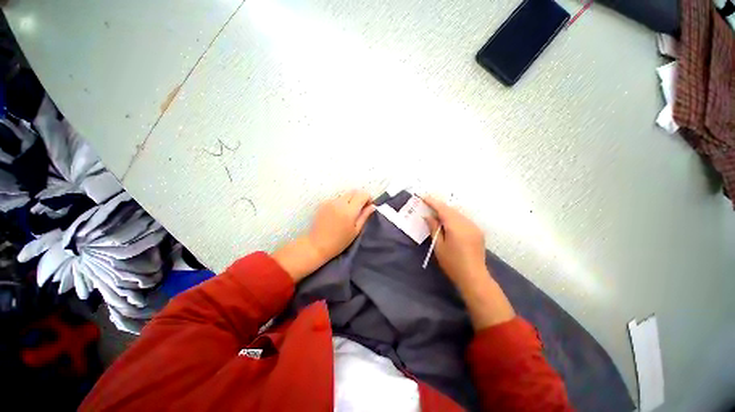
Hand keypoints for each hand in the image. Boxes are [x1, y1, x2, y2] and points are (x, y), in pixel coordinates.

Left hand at [307, 190, 374, 261]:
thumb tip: (373, 206)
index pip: (362, 194)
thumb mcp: (356, 230)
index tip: (368, 206)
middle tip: (360, 209)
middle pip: (354, 191)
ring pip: (345, 195)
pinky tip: (339, 214)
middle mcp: (339, 202)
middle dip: (360, 197)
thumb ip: (365, 216)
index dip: (368, 198)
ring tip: (348, 213)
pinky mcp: (323, 203)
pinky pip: (337, 199)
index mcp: (349, 210)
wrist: (317, 245)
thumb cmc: (339, 242)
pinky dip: (341, 203)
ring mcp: (330, 202)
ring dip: (350, 200)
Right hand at [423, 196, 514, 328]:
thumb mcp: (439, 246)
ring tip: (436, 212)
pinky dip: (454, 217)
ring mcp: (474, 226)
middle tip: (427, 203)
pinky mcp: (477, 231)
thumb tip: (428, 216)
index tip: (423, 197)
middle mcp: (467, 223)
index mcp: (456, 227)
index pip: (443, 209)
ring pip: (458, 213)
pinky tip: (448, 221)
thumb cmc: (452, 263)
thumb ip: (434, 228)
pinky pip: (463, 219)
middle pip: (451, 209)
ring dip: (447, 211)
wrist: (474, 277)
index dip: (432, 202)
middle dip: (439, 205)